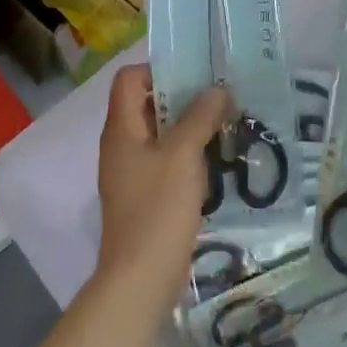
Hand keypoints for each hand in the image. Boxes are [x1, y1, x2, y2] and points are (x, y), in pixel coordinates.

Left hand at [95, 66, 227, 316]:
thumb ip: (200, 118)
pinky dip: (188, 155)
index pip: (129, 79)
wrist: (141, 277)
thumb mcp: (182, 156)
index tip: (195, 75)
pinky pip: (165, 162)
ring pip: (160, 135)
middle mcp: (121, 146)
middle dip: (183, 98)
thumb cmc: (158, 209)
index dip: (158, 70)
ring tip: (225, 125)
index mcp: (121, 129)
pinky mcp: (145, 196)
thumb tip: (216, 90)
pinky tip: (216, 161)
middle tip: (220, 98)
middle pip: (146, 105)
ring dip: (189, 127)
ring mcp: (131, 173)